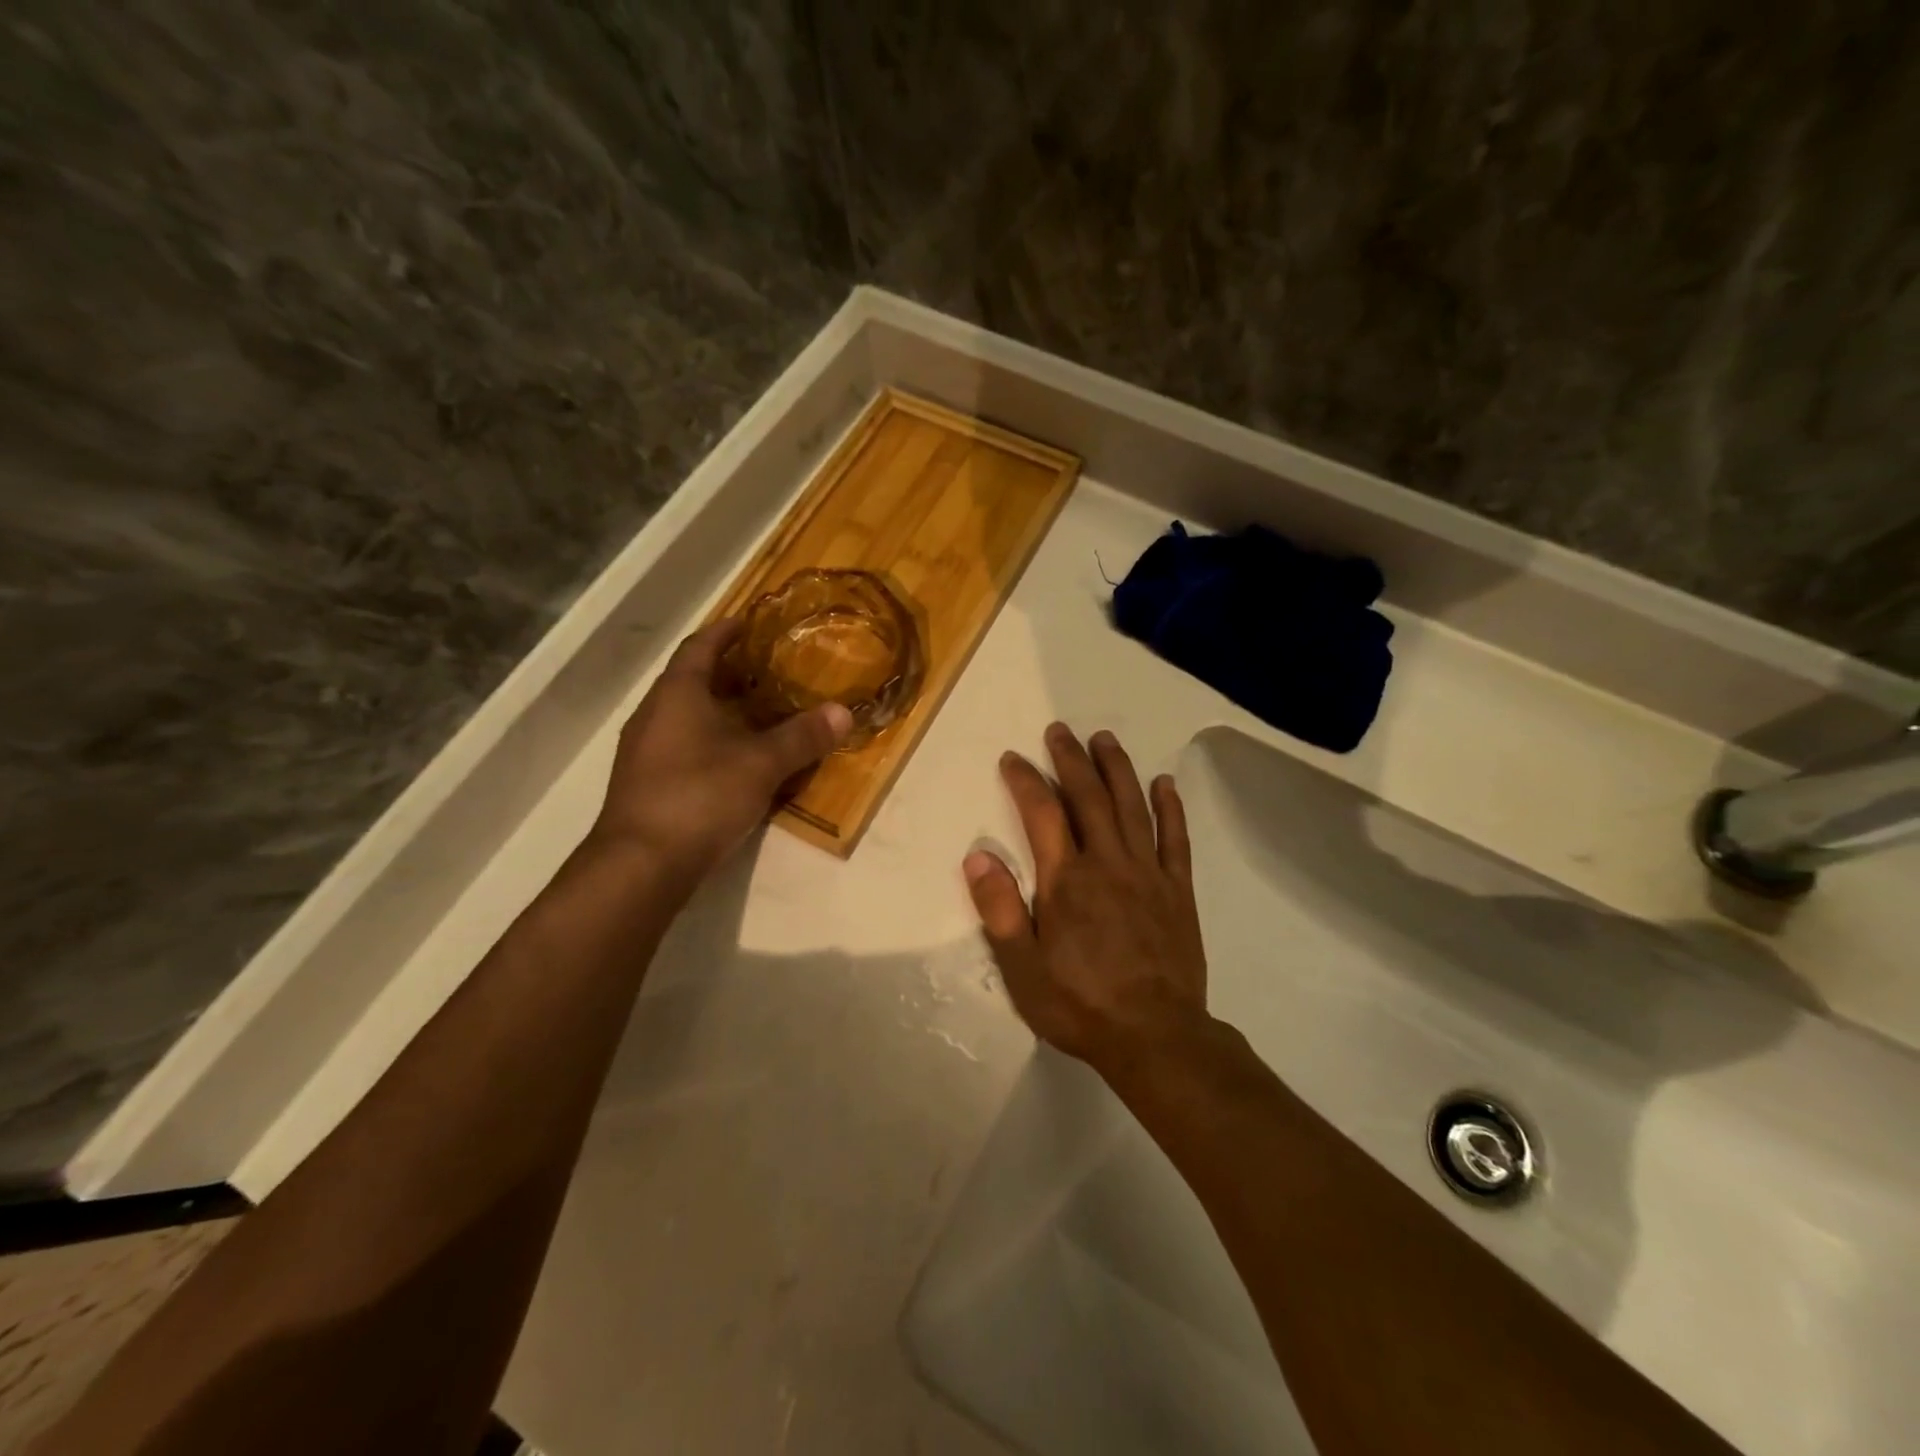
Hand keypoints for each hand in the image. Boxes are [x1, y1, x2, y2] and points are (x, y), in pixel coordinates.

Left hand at [588, 620, 850, 888]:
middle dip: (728, 672)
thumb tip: (843, 712)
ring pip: (685, 715)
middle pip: (692, 680)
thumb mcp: (762, 764)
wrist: (641, 864)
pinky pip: (682, 744)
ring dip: (719, 708)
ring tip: (758, 713)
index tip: (748, 621)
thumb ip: (803, 737)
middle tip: (767, 670)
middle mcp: (655, 714)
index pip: (700, 647)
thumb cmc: (700, 796)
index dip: (725, 631)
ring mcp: (645, 750)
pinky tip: (735, 759)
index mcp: (677, 694)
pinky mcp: (646, 782)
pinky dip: (710, 739)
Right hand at [963, 724, 1209, 1076]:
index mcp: (1066, 880)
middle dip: (1071, 759)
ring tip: (1105, 739)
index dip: (1025, 780)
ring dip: (1117, 769)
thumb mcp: (1022, 968)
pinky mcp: (1178, 890)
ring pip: (1131, 806)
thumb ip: (1000, 908)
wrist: (1155, 1037)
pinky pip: (1175, 839)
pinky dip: (1170, 808)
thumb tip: (977, 855)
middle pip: (1088, 797)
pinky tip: (1164, 783)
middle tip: (1059, 731)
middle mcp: (1107, 863)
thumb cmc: (1079, 1004)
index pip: (1042, 813)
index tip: (1013, 758)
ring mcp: (1148, 873)